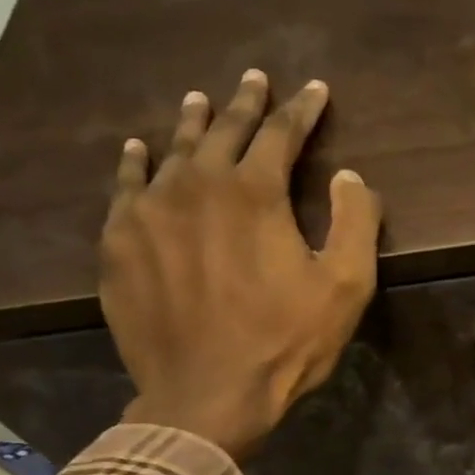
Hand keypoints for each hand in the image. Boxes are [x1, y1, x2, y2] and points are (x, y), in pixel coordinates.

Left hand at [99, 70, 381, 456]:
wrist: (205, 396)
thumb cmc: (285, 343)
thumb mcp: (345, 288)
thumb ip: (355, 223)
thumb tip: (349, 176)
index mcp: (255, 193)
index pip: (281, 134)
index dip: (302, 110)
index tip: (315, 91)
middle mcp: (197, 185)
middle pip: (224, 131)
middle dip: (245, 103)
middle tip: (255, 79)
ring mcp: (150, 211)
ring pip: (173, 151)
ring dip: (193, 124)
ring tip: (201, 101)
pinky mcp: (120, 242)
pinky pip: (126, 187)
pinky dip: (136, 162)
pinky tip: (139, 150)